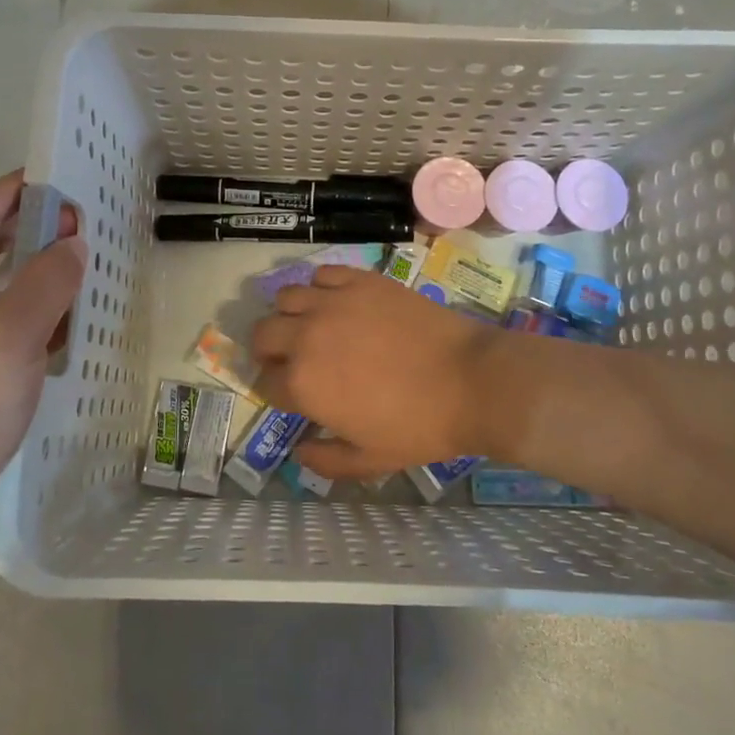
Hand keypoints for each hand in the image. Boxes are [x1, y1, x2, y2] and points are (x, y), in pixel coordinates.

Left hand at [0, 171, 84, 522]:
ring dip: (38, 266)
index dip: (24, 193)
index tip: (70, 175)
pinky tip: (66, 306)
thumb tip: (74, 242)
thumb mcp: (9, 341)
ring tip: (84, 256)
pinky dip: (32, 301)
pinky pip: (1, 308)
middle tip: (88, 221)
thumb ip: (47, 284)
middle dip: (36, 229)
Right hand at [251, 267, 500, 478]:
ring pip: (285, 298)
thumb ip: (326, 460)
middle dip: (269, 350)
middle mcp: (306, 337)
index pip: (265, 383)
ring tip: (311, 325)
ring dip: (290, 314)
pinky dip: (321, 287)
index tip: (293, 394)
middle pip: (263, 334)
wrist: (471, 381)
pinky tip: (337, 302)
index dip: (276, 390)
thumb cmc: (420, 427)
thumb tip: (300, 450)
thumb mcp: (370, 460)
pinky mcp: (360, 281)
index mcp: (303, 385)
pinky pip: (322, 274)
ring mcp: (333, 303)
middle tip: (292, 358)